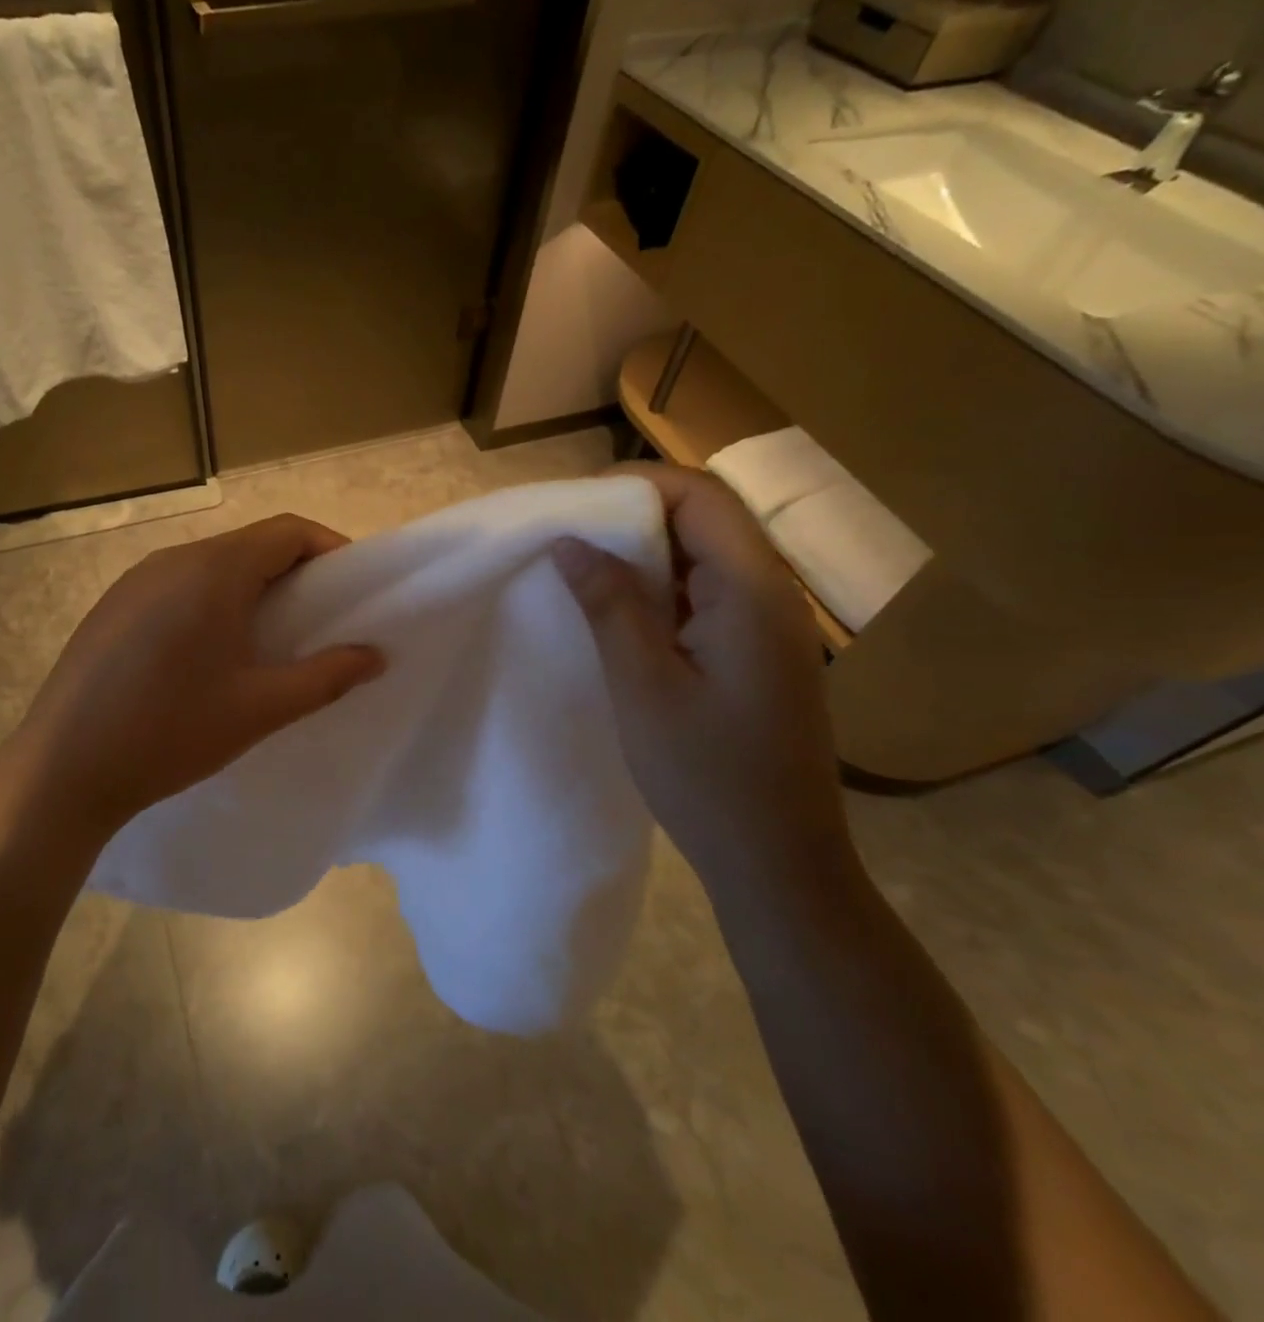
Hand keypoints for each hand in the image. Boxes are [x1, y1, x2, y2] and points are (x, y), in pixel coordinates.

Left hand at [14, 514, 384, 834]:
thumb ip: (326, 677)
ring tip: (268, 640)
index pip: (287, 531)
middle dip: (293, 573)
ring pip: (211, 566)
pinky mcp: (111, 607)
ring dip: (250, 588)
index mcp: (212, 570)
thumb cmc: (171, 733)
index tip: (352, 589)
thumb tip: (375, 656)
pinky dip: (210, 602)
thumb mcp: (260, 709)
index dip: (329, 550)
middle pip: (249, 545)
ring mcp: (134, 581)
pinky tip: (207, 654)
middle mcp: (172, 560)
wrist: (63, 770)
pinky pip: (176, 586)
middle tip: (318, 621)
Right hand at [552, 463, 848, 896]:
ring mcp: (767, 626)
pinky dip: (661, 589)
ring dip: (645, 553)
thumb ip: (610, 604)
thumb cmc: (706, 774)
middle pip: (706, 519)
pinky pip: (707, 595)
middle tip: (569, 536)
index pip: (701, 497)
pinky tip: (621, 613)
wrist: (777, 860)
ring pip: (704, 557)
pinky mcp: (755, 653)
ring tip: (584, 569)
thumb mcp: (644, 685)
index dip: (636, 485)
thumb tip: (570, 541)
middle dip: (634, 514)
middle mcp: (771, 595)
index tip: (574, 506)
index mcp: (753, 592)